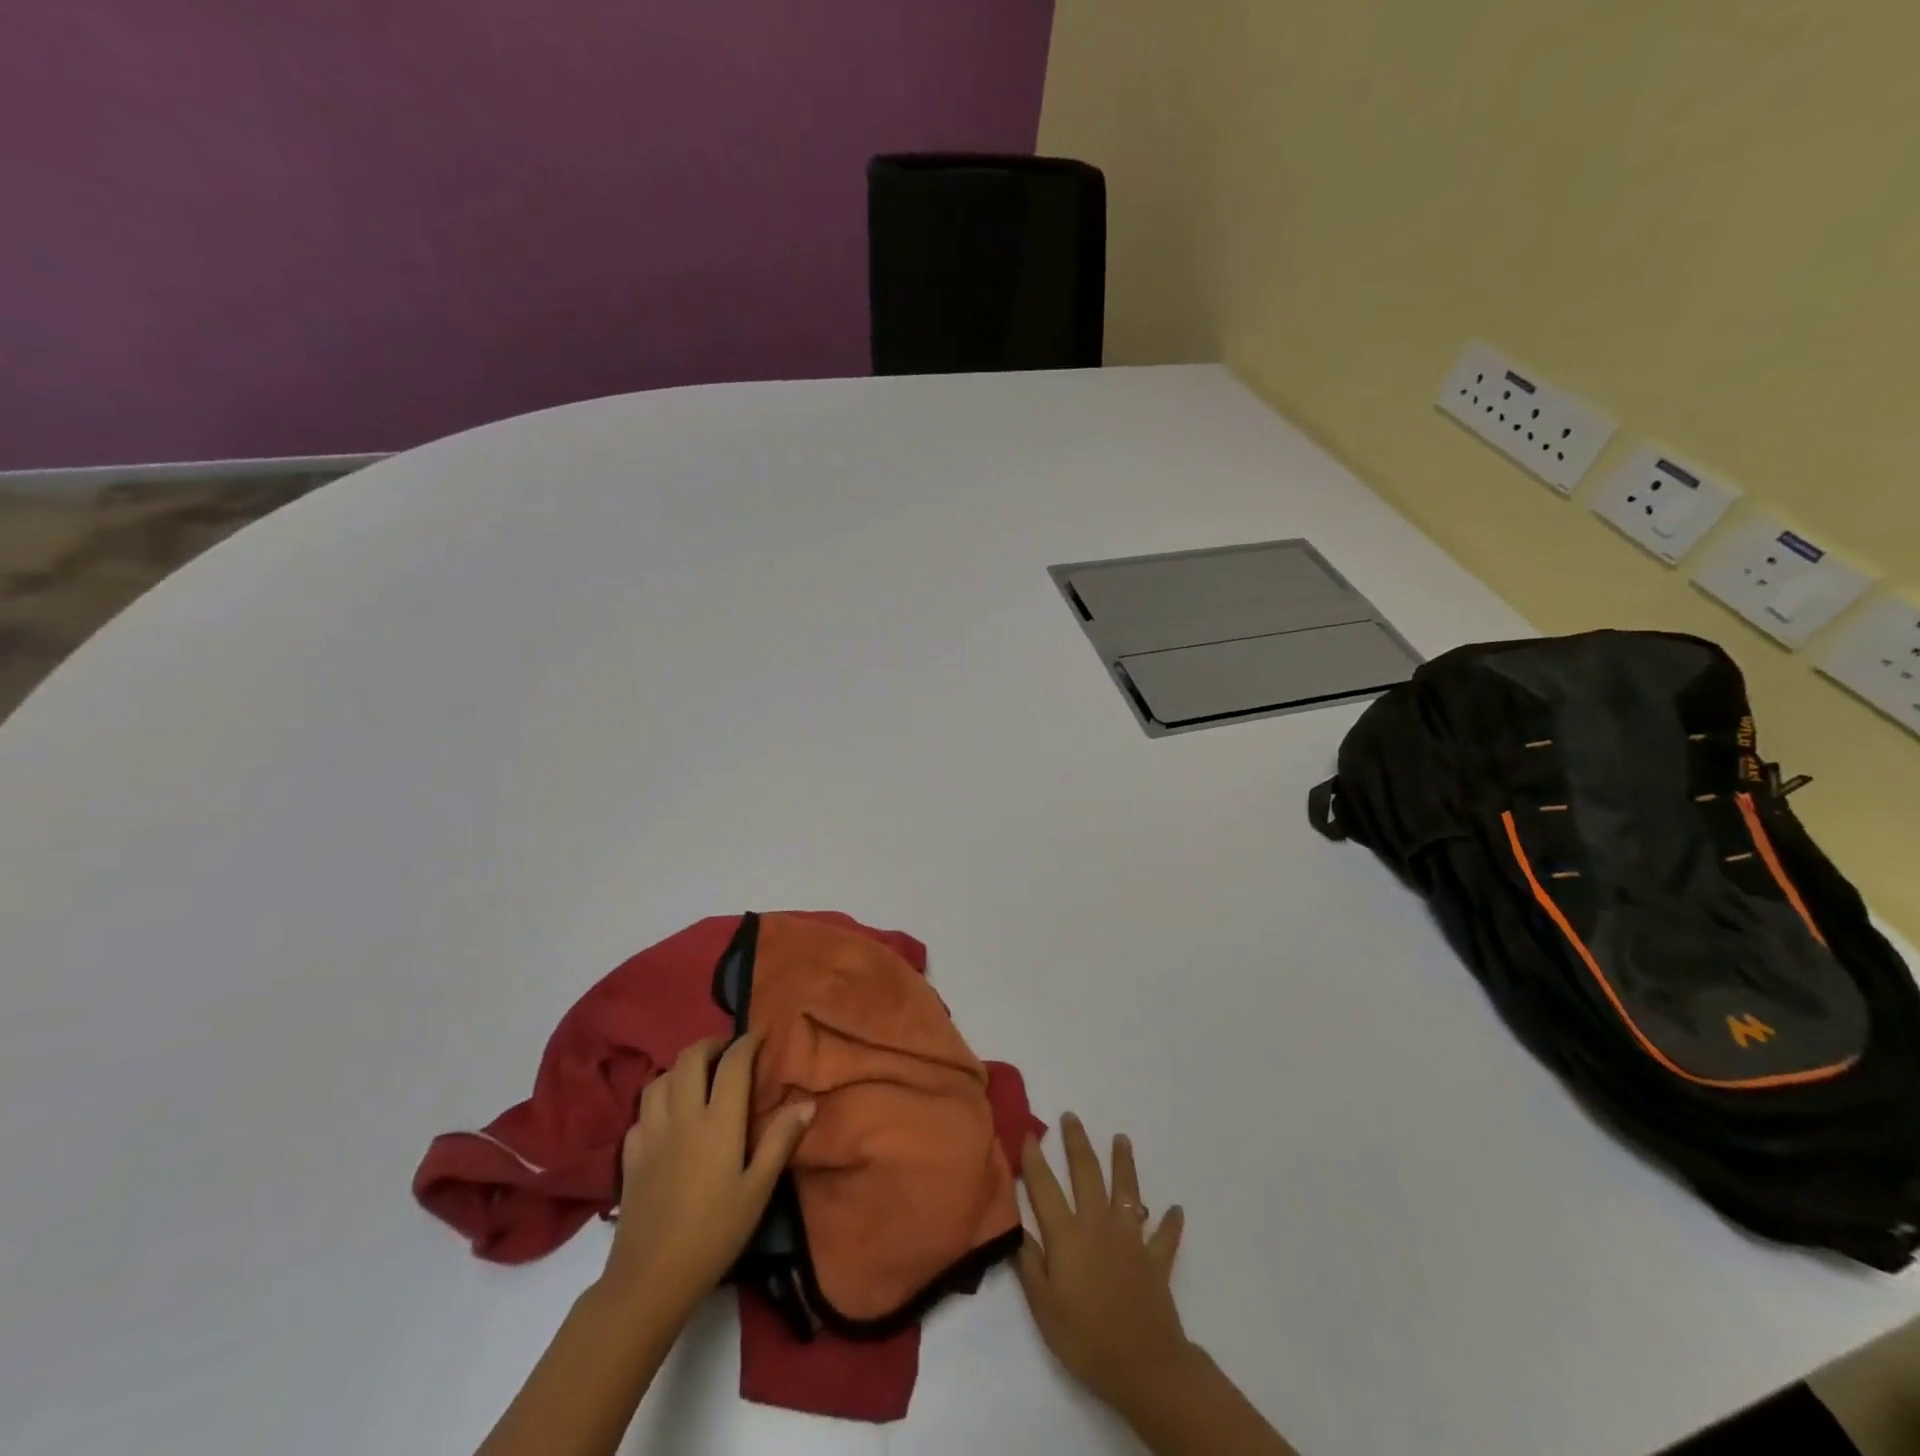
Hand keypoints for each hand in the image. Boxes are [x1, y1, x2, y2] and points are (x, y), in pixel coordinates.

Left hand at [601, 1033, 814, 1314]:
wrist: (649, 1279)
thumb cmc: (714, 1233)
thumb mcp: (758, 1190)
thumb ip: (780, 1141)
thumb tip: (807, 1102)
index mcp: (718, 1121)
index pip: (733, 1064)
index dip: (747, 1042)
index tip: (760, 1035)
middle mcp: (683, 1115)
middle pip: (690, 1058)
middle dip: (711, 1044)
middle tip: (728, 1051)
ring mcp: (651, 1133)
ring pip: (660, 1079)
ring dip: (681, 1068)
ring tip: (697, 1076)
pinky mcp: (629, 1155)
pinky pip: (641, 1111)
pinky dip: (657, 1101)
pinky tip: (667, 1117)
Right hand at [1016, 1113, 1191, 1413]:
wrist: (1142, 1365)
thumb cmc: (1084, 1337)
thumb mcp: (1043, 1305)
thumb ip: (1029, 1262)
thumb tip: (1016, 1225)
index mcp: (1067, 1235)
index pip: (1045, 1187)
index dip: (1035, 1160)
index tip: (1029, 1133)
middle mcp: (1098, 1224)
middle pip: (1087, 1173)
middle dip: (1077, 1142)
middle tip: (1071, 1117)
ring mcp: (1131, 1239)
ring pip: (1127, 1191)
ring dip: (1123, 1163)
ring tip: (1122, 1139)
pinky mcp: (1156, 1260)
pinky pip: (1164, 1236)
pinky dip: (1169, 1222)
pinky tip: (1175, 1209)